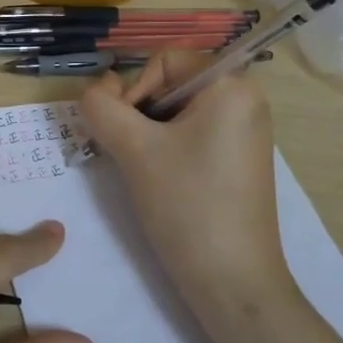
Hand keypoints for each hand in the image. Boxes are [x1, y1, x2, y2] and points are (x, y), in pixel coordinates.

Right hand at [77, 53, 291, 315]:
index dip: (134, 92)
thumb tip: (96, 89)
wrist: (233, 282)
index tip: (127, 137)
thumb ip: (101, 106)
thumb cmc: (187, 205)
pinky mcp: (239, 159)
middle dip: (140, 116)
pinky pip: (193, 135)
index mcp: (231, 84)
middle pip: (170, 84)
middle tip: (131, 156)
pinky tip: (163, 183)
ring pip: (176, 113)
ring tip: (147, 173)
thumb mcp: (134, 149)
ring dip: (149, 135)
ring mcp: (245, 131)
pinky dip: (168, 150)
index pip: (162, 61)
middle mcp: (246, 98)